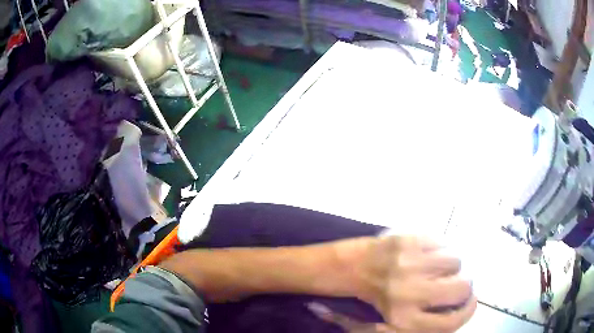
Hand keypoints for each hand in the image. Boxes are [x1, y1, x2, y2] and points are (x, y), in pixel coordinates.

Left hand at [333, 235, 476, 332]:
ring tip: (436, 267)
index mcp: (406, 320)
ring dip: (451, 265)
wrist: (350, 268)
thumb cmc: (373, 301)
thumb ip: (427, 323)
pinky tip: (427, 254)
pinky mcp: (407, 241)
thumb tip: (457, 315)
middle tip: (454, 282)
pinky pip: (442, 242)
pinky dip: (441, 248)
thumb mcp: (395, 324)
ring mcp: (410, 264)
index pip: (453, 322)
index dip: (468, 311)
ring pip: (456, 261)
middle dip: (464, 285)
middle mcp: (411, 294)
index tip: (470, 301)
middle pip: (462, 287)